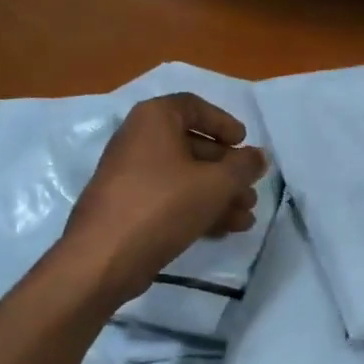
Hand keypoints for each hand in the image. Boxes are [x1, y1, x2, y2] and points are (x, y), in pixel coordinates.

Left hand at [61, 92, 266, 303]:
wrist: (104, 256)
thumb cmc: (163, 205)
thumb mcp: (215, 184)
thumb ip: (244, 167)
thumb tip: (259, 156)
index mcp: (154, 119)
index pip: (195, 107)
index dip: (224, 123)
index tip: (244, 143)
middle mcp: (138, 139)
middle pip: (193, 146)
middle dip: (227, 171)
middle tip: (251, 190)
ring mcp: (130, 175)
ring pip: (184, 178)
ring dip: (218, 195)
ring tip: (246, 218)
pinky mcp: (129, 207)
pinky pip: (170, 199)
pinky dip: (197, 209)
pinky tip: (224, 230)